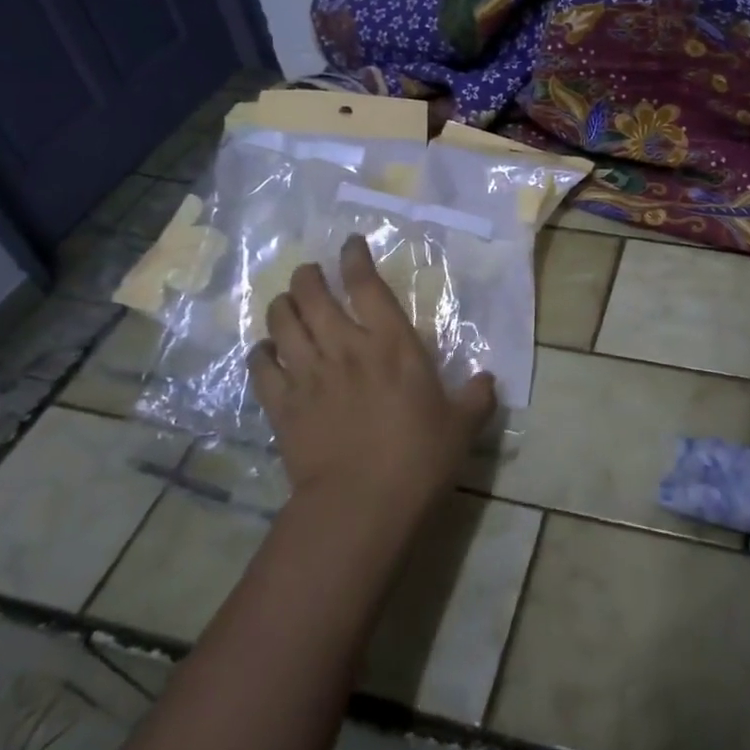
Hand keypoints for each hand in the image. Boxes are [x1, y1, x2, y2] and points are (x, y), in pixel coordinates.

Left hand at [250, 235, 495, 533]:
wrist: (362, 504)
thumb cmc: (419, 458)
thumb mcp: (462, 426)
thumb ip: (477, 397)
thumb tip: (489, 380)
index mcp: (392, 344)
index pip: (366, 284)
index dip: (355, 258)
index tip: (350, 244)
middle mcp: (345, 347)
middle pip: (312, 294)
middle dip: (308, 276)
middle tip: (310, 273)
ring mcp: (308, 374)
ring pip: (282, 322)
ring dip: (282, 305)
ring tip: (286, 302)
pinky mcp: (282, 405)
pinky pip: (261, 367)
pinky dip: (260, 353)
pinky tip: (265, 351)